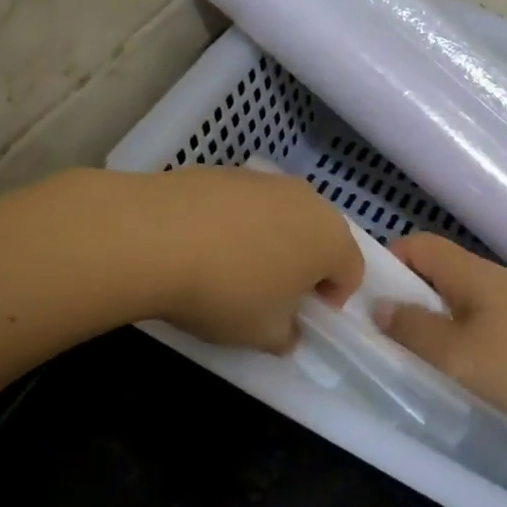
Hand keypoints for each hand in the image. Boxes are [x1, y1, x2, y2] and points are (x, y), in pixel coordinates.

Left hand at [120, 166, 363, 352]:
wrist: (155, 236)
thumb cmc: (226, 291)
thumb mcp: (263, 334)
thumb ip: (287, 336)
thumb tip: (288, 331)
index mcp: (331, 239)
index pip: (351, 270)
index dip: (332, 298)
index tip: (302, 316)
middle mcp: (308, 200)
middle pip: (320, 236)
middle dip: (304, 265)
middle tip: (272, 293)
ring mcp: (266, 180)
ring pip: (283, 216)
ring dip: (272, 240)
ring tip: (234, 267)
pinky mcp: (227, 170)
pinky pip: (247, 203)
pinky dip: (238, 222)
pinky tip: (205, 243)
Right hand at [376, 233, 506, 439]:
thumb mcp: (460, 354)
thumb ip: (415, 330)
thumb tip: (379, 305)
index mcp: (472, 274)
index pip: (419, 245)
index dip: (388, 260)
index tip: (363, 295)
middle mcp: (496, 283)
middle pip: (441, 277)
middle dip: (408, 302)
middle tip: (381, 340)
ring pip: (466, 310)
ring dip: (438, 331)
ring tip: (417, 366)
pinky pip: (491, 336)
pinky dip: (469, 352)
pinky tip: (467, 384)